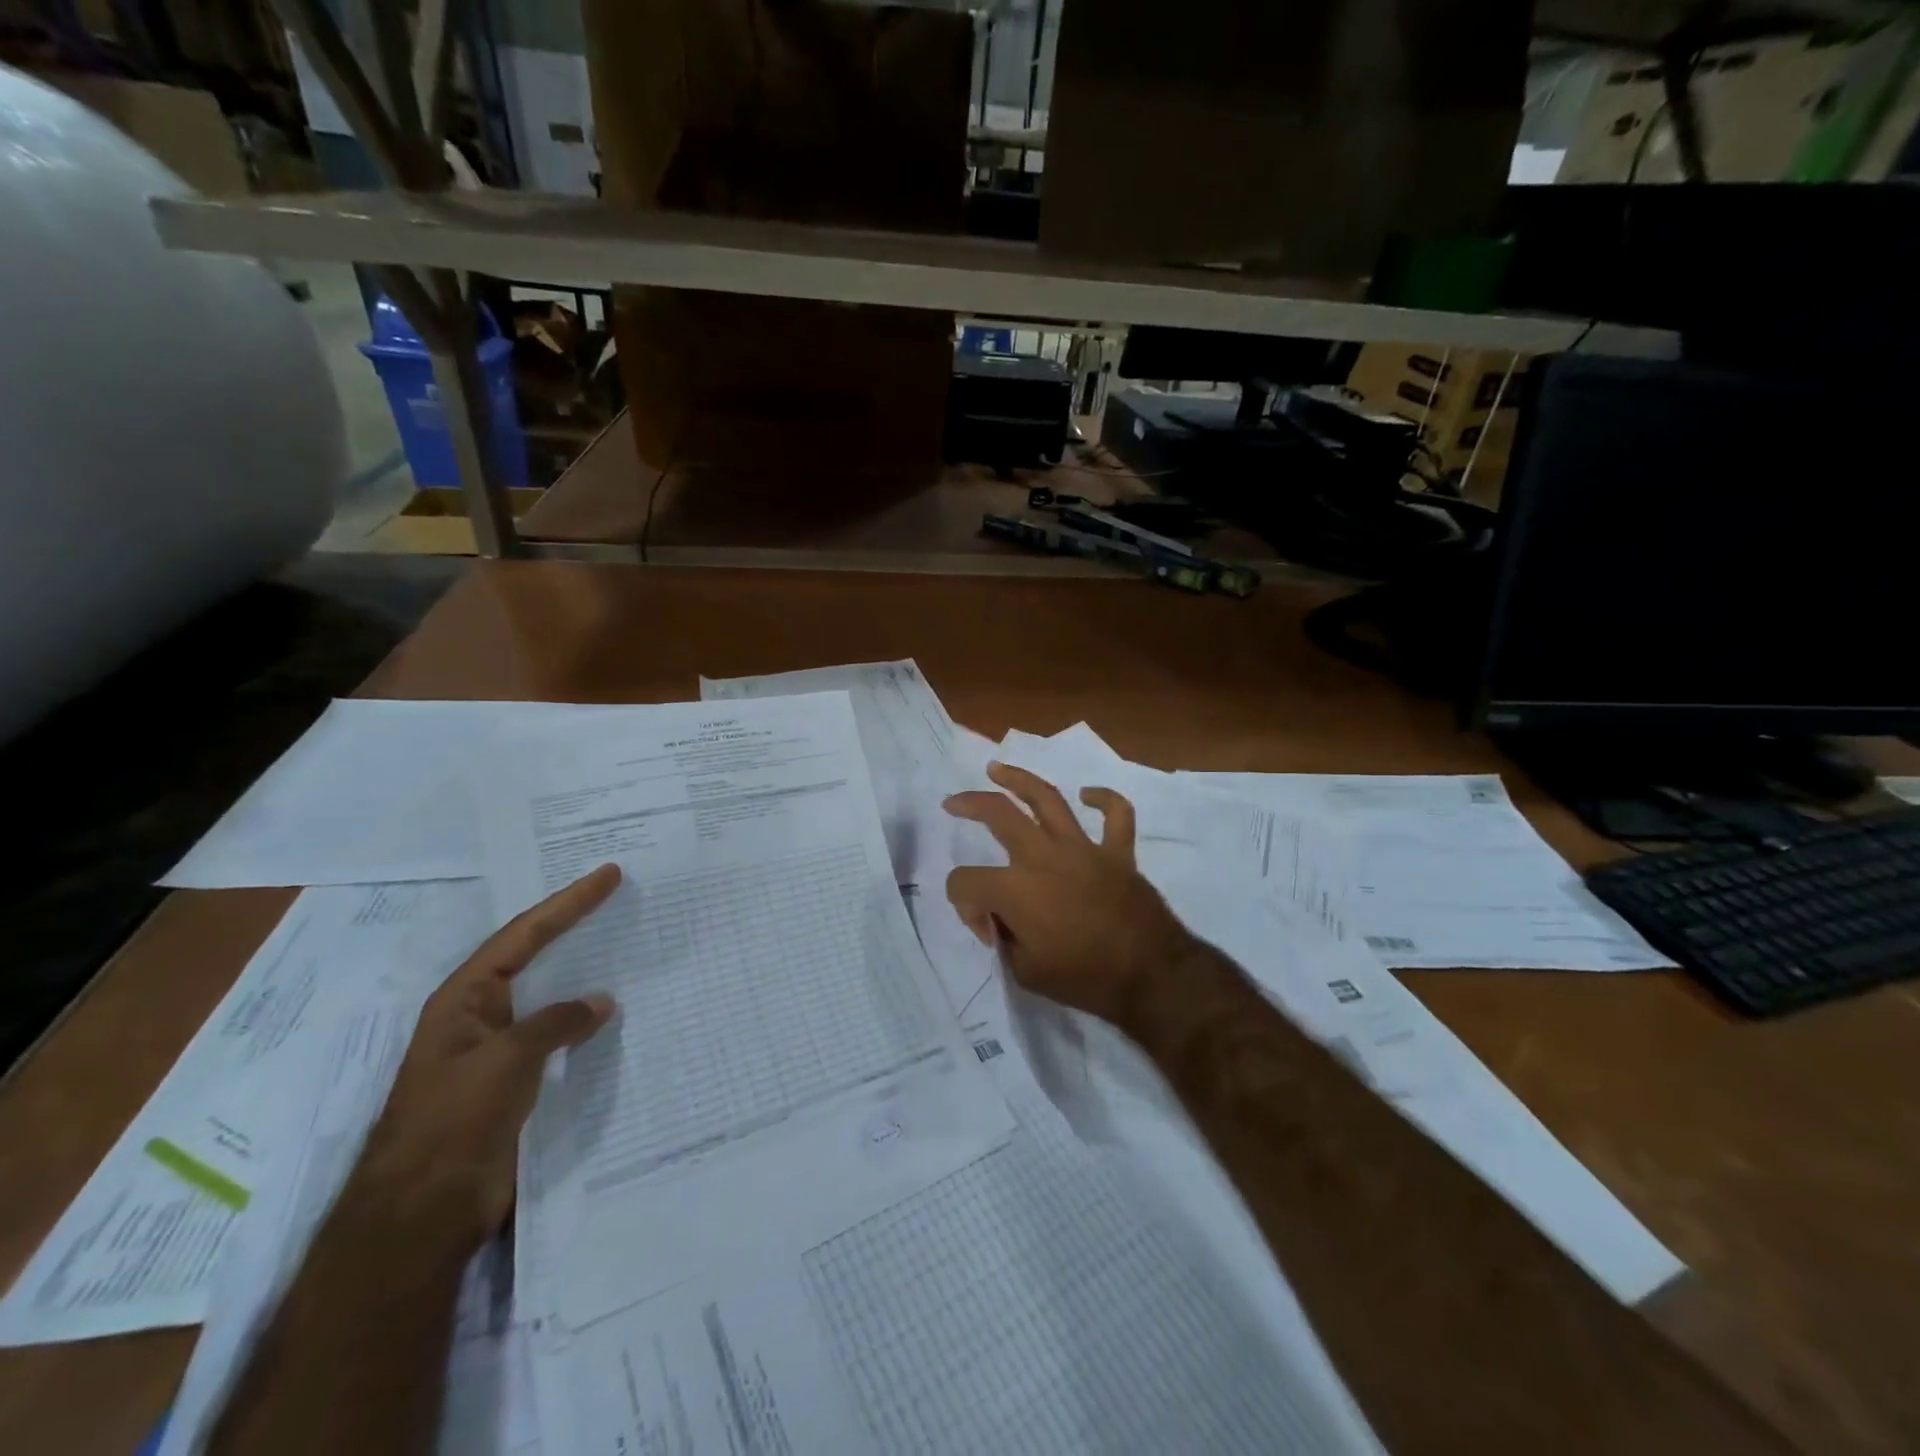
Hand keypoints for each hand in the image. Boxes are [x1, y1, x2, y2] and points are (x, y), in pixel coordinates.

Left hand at [343, 863, 621, 1256]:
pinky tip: (614, 1015)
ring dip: (583, 971)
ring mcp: (497, 1049)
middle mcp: (480, 1015)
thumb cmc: (454, 1122)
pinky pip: (558, 1034)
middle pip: (534, 955)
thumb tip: (602, 1002)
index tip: (609, 875)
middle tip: (617, 897)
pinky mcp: (515, 1081)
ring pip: (549, 995)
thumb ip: (556, 1022)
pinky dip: (585, 1018)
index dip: (568, 902)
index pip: (524, 934)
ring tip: (626, 946)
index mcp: (464, 998)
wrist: (423, 1213)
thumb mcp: (506, 1060)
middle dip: (573, 926)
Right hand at [943, 763, 1198, 1027]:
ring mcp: (1083, 848)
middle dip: (970, 803)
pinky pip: (1115, 815)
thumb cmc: (1085, 980)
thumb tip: (1002, 919)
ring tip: (998, 769)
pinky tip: (1087, 795)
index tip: (989, 933)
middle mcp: (1044, 856)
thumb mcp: (1025, 972)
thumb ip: (1004, 938)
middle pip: (998, 813)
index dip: (965, 908)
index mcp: (1016, 889)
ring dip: (1019, 780)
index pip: (966, 882)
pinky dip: (1103, 800)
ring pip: (1047, 798)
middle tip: (953, 803)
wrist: (1151, 977)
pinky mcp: (1117, 852)